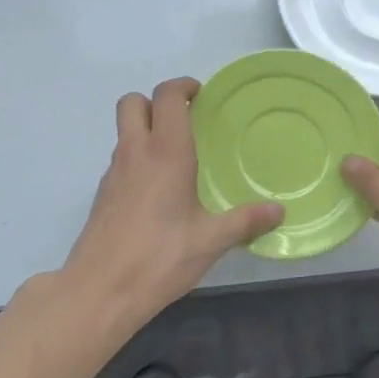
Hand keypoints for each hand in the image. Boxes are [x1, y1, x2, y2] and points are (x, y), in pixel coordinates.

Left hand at [61, 77, 281, 325]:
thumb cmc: (159, 257)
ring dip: (145, 129)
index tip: (200, 94)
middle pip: (133, 102)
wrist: (100, 291)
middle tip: (184, 119)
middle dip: (156, 101)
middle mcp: (135, 153)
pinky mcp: (103, 195)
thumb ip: (245, 221)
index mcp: (165, 153)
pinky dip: (137, 158)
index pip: (166, 97)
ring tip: (176, 155)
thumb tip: (278, 211)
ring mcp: (113, 173)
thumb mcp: (210, 241)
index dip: (182, 86)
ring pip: (123, 130)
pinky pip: (120, 159)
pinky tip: (157, 190)